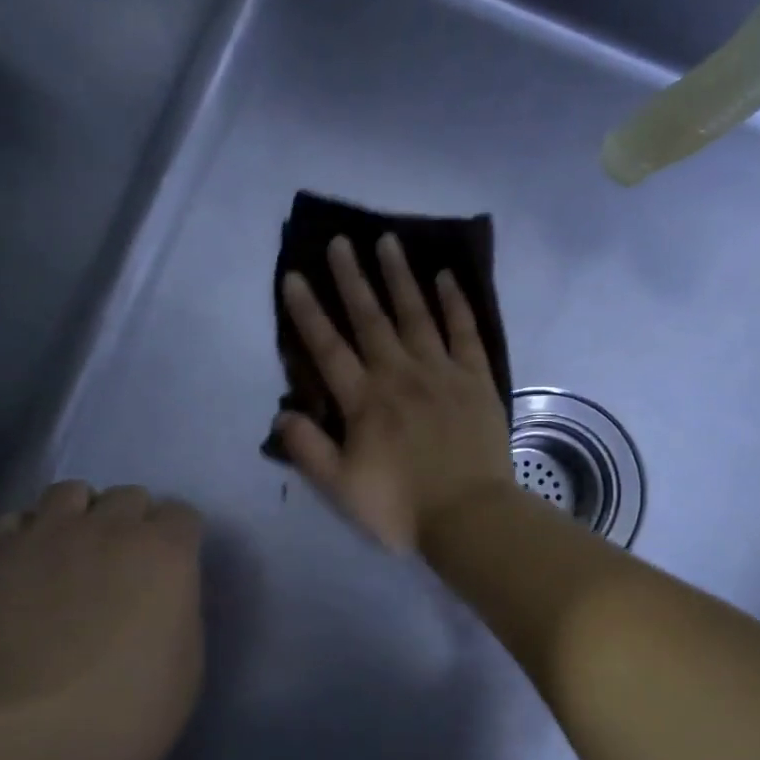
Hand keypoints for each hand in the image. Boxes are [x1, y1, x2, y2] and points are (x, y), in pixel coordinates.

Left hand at [0, 483, 204, 759]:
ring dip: (78, 517)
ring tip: (69, 555)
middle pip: (128, 496)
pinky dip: (23, 536)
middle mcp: (110, 527)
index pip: (181, 515)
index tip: (170, 568)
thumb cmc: (133, 712)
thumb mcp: (188, 657)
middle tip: (120, 564)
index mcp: (167, 551)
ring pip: (68, 492)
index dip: (177, 539)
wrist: (35, 742)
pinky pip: (11, 522)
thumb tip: (162, 591)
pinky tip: (23, 570)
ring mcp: (47, 536)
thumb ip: (178, 605)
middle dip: (130, 522)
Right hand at [277, 234, 512, 552]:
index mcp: (364, 402)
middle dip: (352, 279)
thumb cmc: (401, 508)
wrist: (470, 517)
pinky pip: (465, 332)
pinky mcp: (476, 379)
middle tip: (340, 242)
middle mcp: (400, 375)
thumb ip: (309, 450)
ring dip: (400, 277)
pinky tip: (446, 277)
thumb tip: (282, 414)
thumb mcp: (341, 489)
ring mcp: (441, 373)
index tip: (294, 276)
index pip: (328, 348)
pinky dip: (455, 303)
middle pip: (371, 319)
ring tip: (388, 241)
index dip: (308, 312)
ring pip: (416, 315)